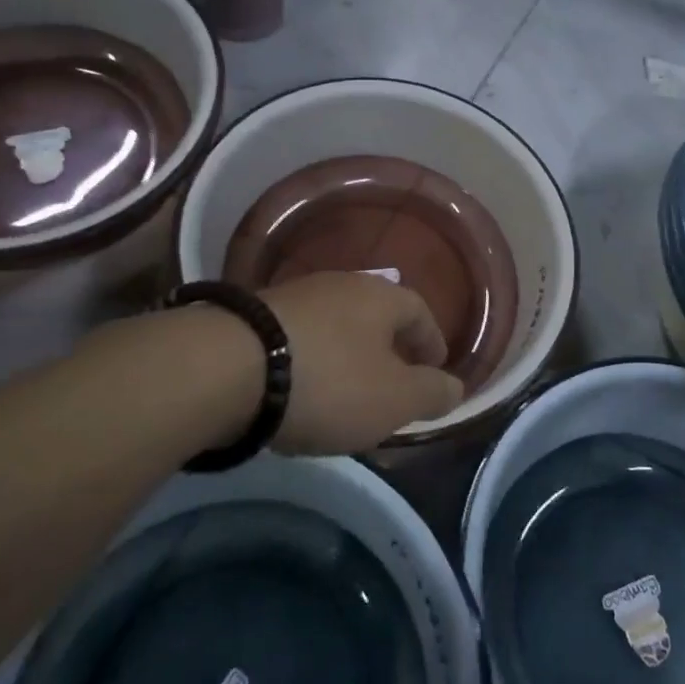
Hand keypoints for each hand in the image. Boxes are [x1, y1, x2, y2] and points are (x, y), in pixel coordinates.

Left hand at [260, 273, 464, 453]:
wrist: (228, 368)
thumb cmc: (329, 382)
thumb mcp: (394, 399)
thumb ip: (432, 393)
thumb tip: (456, 387)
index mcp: (381, 297)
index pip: (420, 312)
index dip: (432, 342)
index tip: (435, 370)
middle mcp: (341, 284)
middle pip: (376, 315)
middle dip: (389, 348)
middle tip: (392, 383)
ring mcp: (295, 295)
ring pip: (336, 325)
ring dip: (348, 354)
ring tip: (345, 390)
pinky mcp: (256, 314)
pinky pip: (301, 336)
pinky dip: (312, 359)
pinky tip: (301, 386)